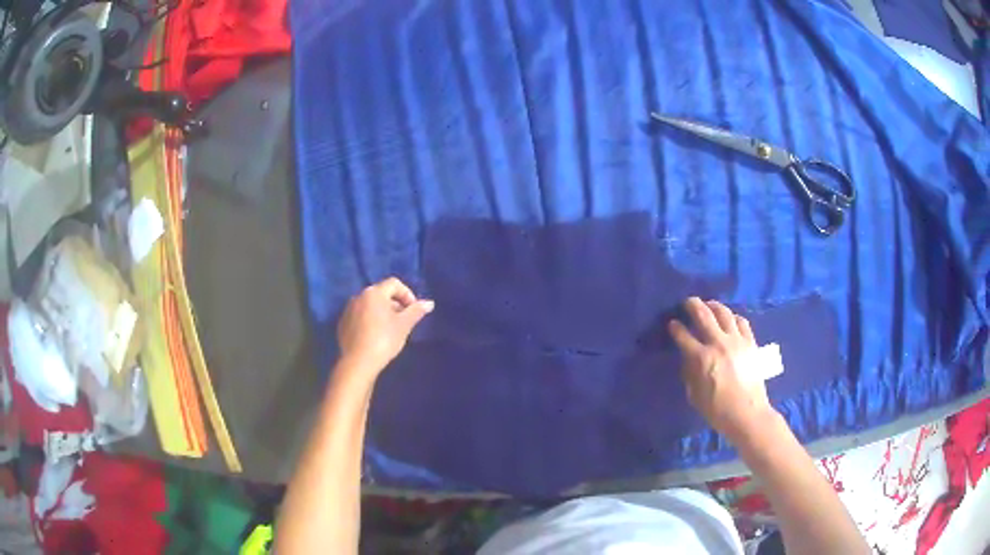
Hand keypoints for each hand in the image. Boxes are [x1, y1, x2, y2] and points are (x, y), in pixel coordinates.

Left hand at [337, 277, 433, 376]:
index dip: (407, 294)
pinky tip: (375, 336)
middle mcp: (359, 296)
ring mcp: (348, 309)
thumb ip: (416, 311)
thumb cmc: (384, 340)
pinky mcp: (343, 323)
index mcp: (374, 292)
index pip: (394, 283)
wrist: (358, 362)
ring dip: (382, 312)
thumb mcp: (404, 325)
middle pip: (381, 293)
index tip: (413, 311)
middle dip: (395, 304)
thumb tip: (429, 303)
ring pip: (369, 305)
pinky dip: (369, 320)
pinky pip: (360, 316)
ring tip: (390, 329)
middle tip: (404, 321)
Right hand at [668, 297, 777, 440]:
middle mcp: (718, 343)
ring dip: (713, 305)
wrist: (747, 414)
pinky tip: (729, 319)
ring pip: (724, 312)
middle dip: (692, 305)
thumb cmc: (717, 410)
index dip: (675, 327)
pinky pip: (742, 321)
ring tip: (708, 305)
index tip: (672, 324)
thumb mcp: (694, 395)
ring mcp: (737, 341)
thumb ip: (690, 373)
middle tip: (687, 302)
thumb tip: (689, 358)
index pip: (683, 335)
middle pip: (703, 314)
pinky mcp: (750, 342)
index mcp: (701, 359)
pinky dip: (733, 317)